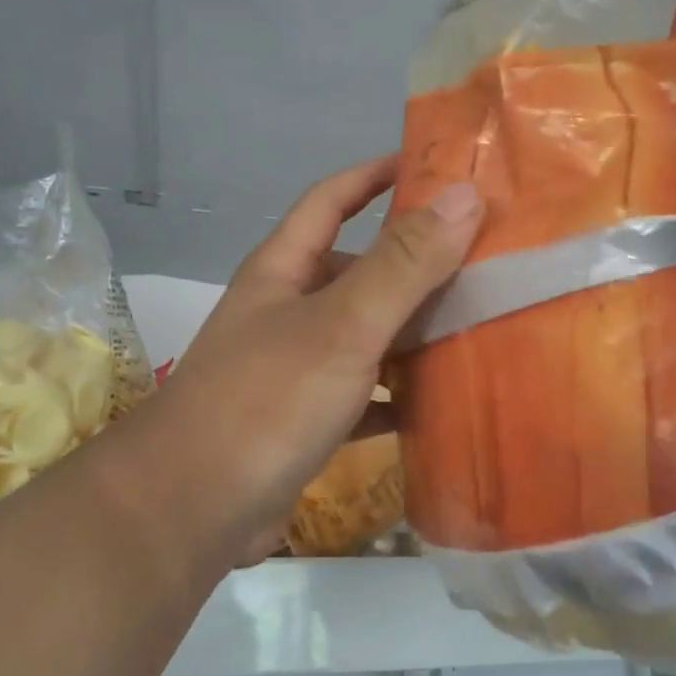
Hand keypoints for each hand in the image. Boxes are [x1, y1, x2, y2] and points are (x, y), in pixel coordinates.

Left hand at [129, 156, 482, 565]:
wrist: (192, 509)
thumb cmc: (266, 399)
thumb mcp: (342, 325)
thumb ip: (403, 263)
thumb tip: (464, 193)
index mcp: (284, 270)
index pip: (332, 199)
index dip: (377, 176)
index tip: (435, 167)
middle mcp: (287, 310)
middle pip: (357, 269)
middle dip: (414, 261)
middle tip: (483, 258)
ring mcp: (295, 368)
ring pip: (365, 334)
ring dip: (413, 330)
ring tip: (479, 325)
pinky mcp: (306, 420)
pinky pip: (365, 393)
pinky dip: (399, 393)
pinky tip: (442, 400)